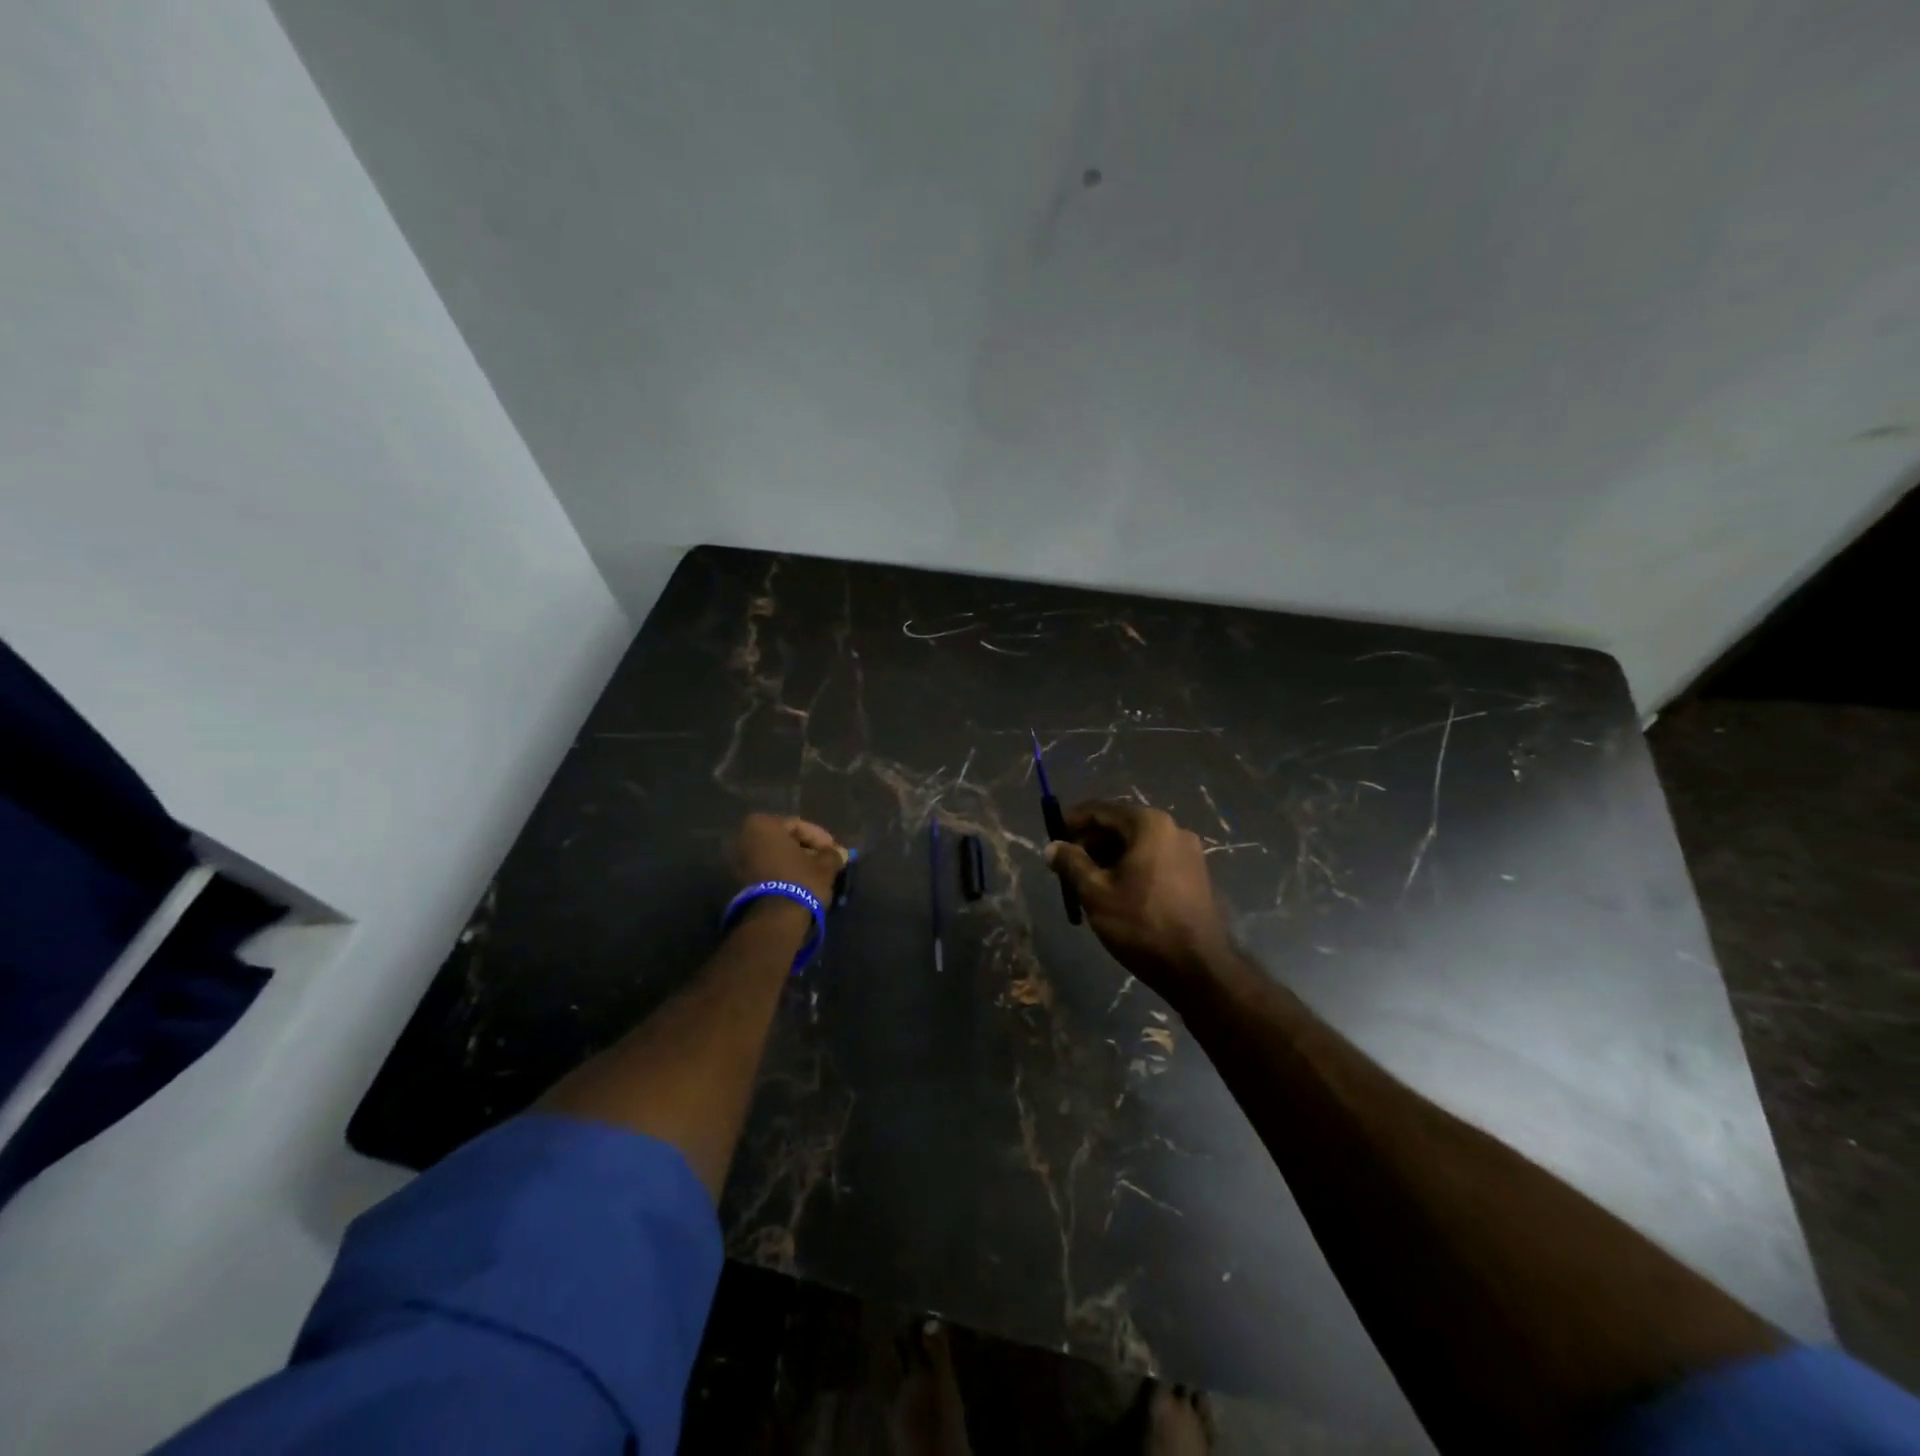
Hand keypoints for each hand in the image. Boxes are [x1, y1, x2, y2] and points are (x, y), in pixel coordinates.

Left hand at [733, 813, 847, 905]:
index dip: (821, 839)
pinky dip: (783, 873)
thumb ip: (832, 854)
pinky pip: (767, 870)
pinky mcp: (740, 882)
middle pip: (785, 840)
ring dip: (795, 863)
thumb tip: (839, 853)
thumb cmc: (800, 881)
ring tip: (816, 875)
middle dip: (807, 850)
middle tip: (826, 862)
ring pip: (775, 856)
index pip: (799, 826)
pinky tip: (800, 884)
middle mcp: (745, 838)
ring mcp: (739, 860)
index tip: (835, 852)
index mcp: (763, 825)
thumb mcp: (824, 865)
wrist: (774, 920)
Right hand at [1045, 801, 1232, 993]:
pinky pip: (1155, 860)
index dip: (1072, 822)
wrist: (1198, 969)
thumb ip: (1071, 863)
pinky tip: (1117, 893)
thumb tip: (1052, 847)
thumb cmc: (1141, 924)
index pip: (1100, 810)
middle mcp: (1173, 829)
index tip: (1053, 840)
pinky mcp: (1196, 875)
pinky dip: (1132, 868)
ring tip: (1088, 884)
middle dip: (1091, 843)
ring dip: (1110, 857)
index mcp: (1149, 824)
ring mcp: (1189, 852)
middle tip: (1067, 867)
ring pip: (1138, 845)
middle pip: (1121, 825)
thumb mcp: (1095, 893)